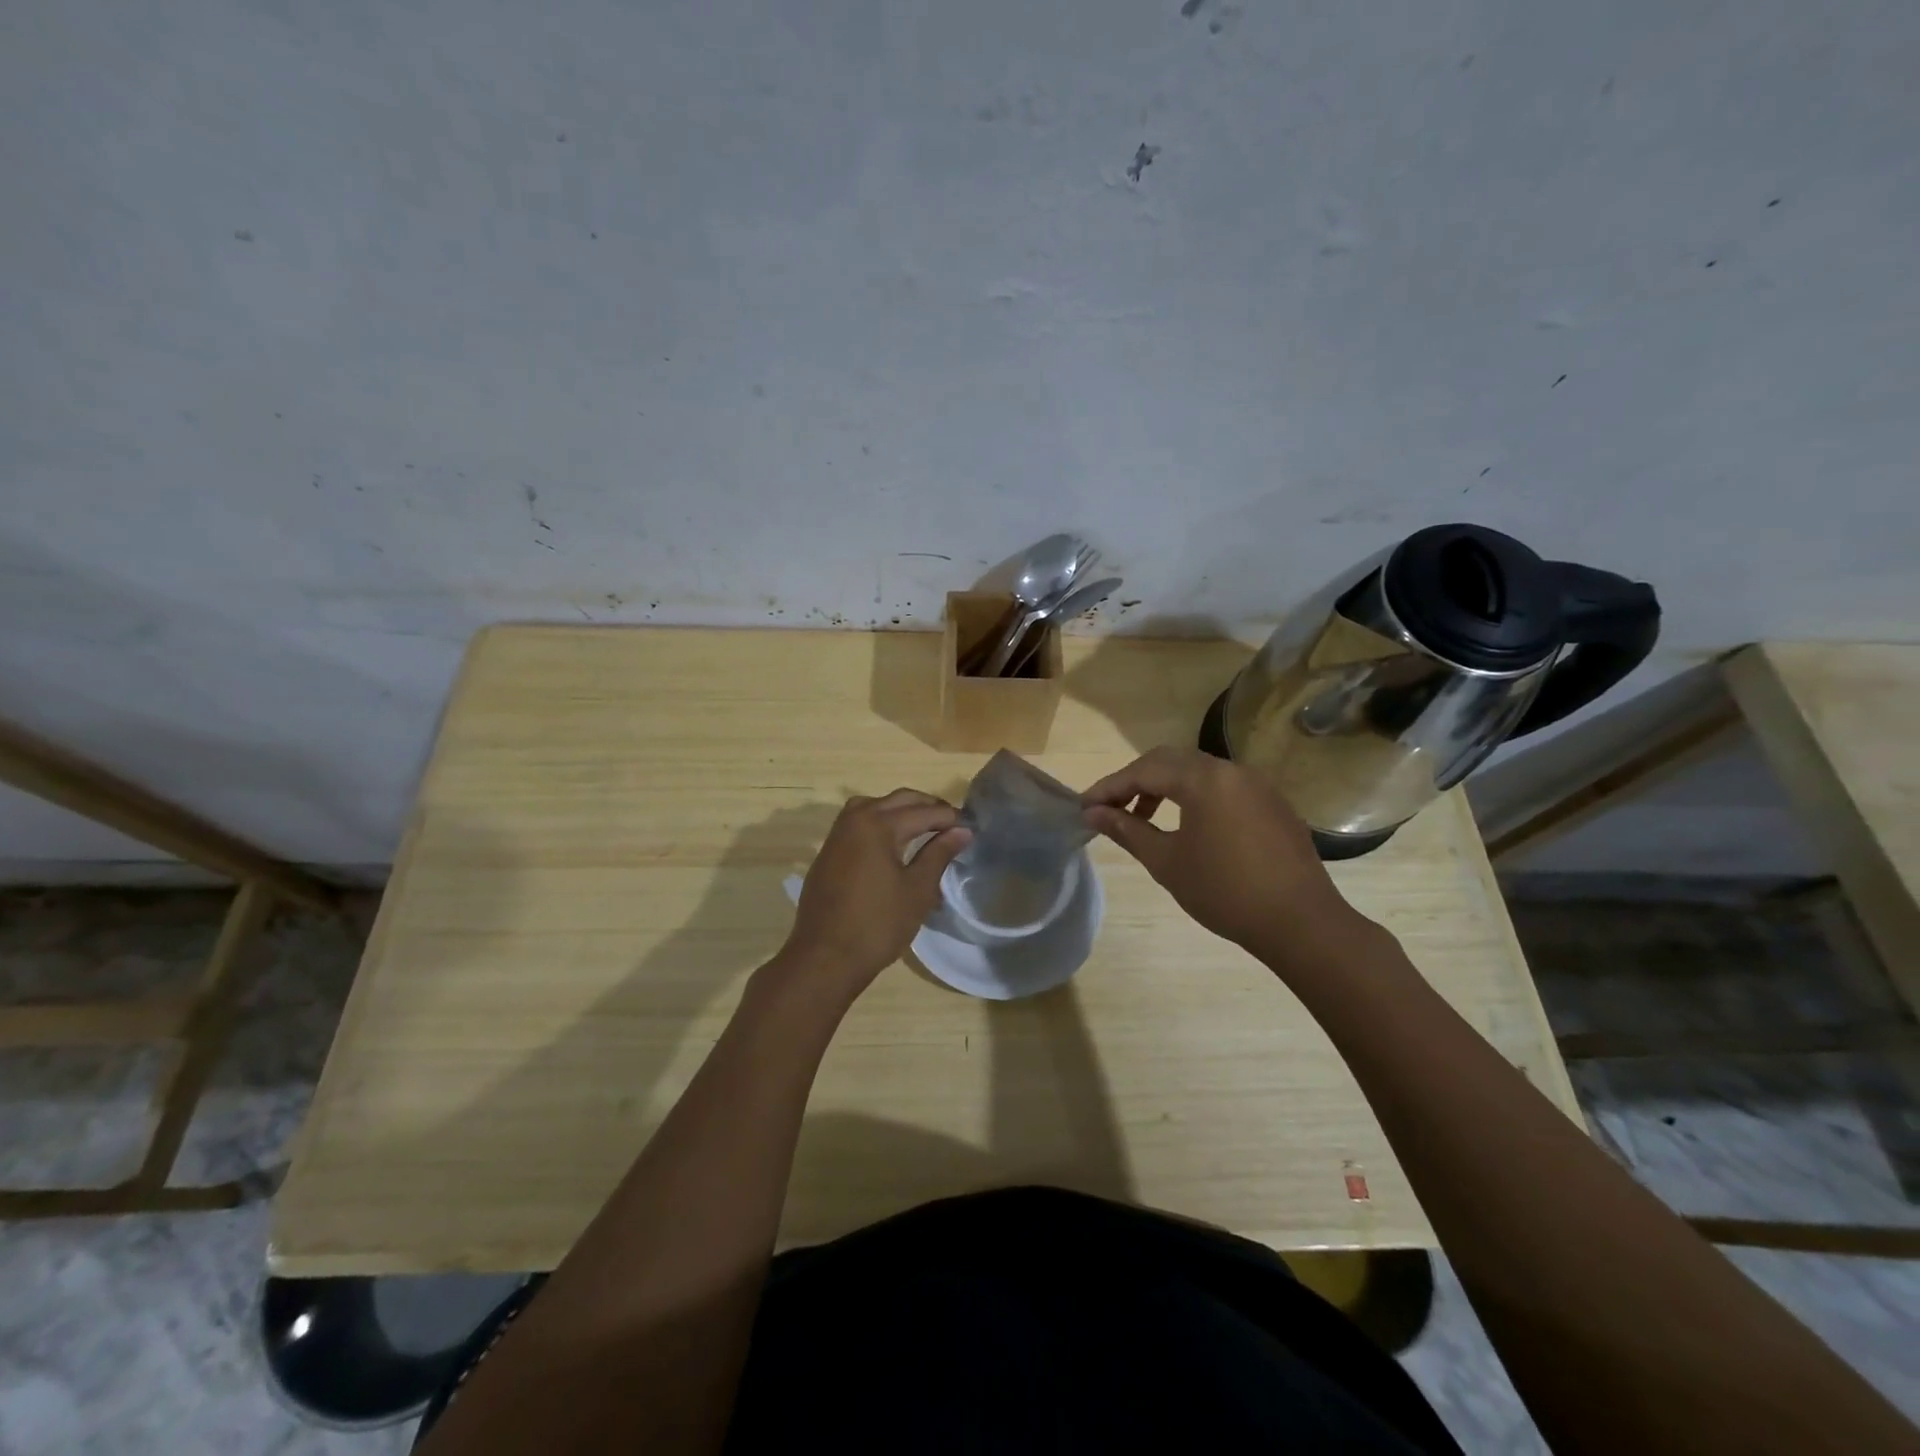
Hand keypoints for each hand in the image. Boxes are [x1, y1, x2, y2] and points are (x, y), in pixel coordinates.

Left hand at [780, 789, 970, 1000]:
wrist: (824, 958)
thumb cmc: (878, 925)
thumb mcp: (917, 890)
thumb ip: (939, 854)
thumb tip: (962, 831)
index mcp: (878, 825)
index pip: (923, 812)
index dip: (950, 818)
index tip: (971, 827)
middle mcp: (855, 820)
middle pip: (898, 800)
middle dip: (927, 808)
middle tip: (952, 824)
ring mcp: (837, 835)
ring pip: (874, 806)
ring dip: (901, 810)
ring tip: (924, 829)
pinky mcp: (828, 852)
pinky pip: (858, 824)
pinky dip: (880, 823)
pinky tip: (894, 844)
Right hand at [1081, 746, 1372, 967]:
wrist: (1301, 922)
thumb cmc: (1225, 892)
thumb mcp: (1167, 862)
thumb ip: (1127, 830)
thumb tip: (1093, 813)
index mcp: (1203, 779)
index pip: (1143, 771)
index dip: (1109, 787)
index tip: (1084, 807)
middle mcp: (1231, 769)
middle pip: (1170, 761)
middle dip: (1135, 781)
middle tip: (1111, 809)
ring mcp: (1256, 784)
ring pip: (1198, 771)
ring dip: (1165, 787)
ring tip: (1145, 819)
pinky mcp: (1272, 802)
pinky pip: (1223, 786)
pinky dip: (1195, 796)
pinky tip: (1188, 826)